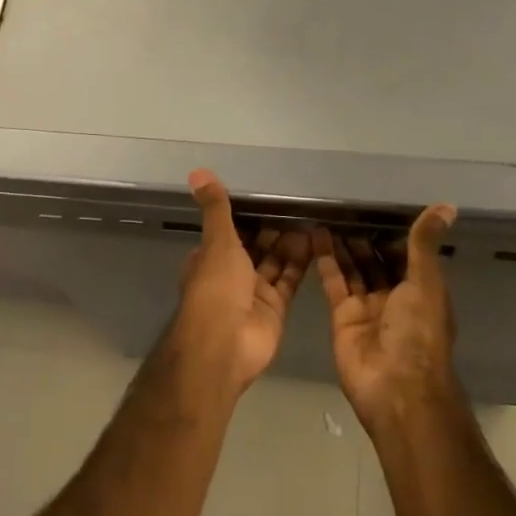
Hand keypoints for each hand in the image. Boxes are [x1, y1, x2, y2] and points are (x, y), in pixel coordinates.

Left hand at [172, 170, 309, 389]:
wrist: (226, 344)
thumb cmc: (216, 287)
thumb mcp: (217, 241)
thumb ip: (216, 208)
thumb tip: (197, 171)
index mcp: (210, 258)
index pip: (230, 231)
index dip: (247, 216)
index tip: (269, 196)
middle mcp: (231, 274)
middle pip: (255, 246)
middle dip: (273, 228)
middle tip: (299, 204)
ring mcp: (253, 292)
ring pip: (274, 261)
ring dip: (290, 243)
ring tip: (312, 217)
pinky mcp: (275, 308)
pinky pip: (289, 280)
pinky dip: (301, 263)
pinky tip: (317, 242)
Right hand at [313, 206, 458, 428]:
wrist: (395, 387)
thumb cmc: (418, 332)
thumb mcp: (425, 283)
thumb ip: (424, 244)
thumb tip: (448, 205)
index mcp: (422, 290)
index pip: (407, 254)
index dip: (392, 232)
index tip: (375, 204)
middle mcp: (396, 297)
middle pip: (377, 260)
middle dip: (363, 237)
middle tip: (343, 205)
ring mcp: (368, 307)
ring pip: (354, 269)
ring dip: (342, 244)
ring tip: (326, 214)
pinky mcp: (342, 316)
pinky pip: (334, 282)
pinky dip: (325, 260)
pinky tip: (315, 235)